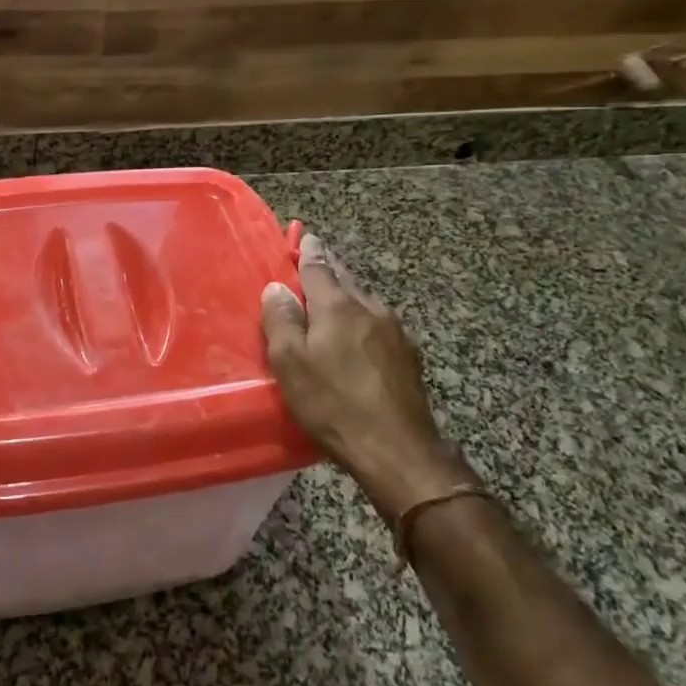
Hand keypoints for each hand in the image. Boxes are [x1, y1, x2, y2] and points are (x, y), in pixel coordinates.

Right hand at [260, 232, 471, 520]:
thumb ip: (281, 320)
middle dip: (329, 269)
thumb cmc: (333, 403)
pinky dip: (361, 321)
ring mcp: (395, 332)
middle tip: (315, 261)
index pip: (319, 267)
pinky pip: (377, 325)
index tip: (304, 236)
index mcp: (338, 306)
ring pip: (364, 302)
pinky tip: (358, 337)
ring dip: (346, 296)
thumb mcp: (290, 363)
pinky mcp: (408, 357)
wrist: (397, 449)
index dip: (308, 251)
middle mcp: (370, 309)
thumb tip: (277, 287)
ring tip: (332, 300)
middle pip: (345, 279)